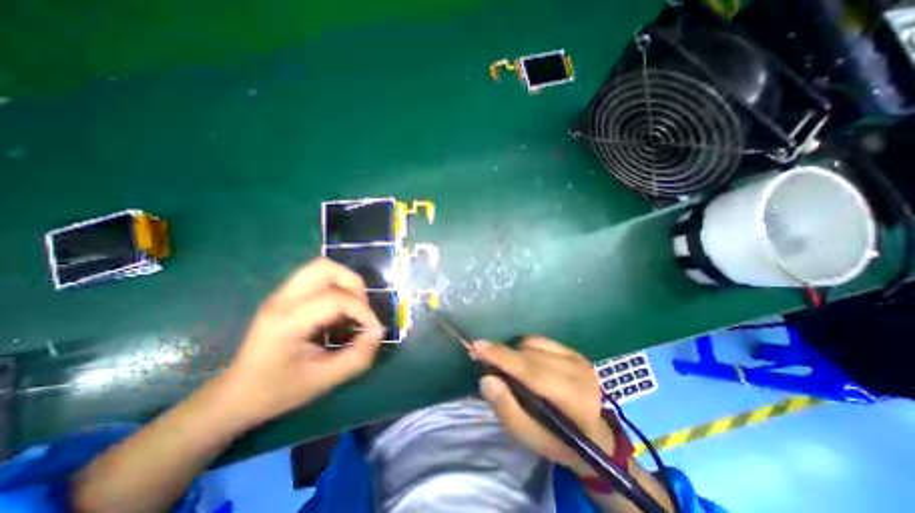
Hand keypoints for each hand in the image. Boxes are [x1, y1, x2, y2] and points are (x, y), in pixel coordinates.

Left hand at [218, 259, 382, 425]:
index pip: (336, 299)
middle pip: (326, 268)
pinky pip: (318, 278)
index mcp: (286, 321)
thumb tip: (378, 332)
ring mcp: (281, 295)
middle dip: (354, 285)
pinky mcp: (285, 296)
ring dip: (345, 283)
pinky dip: (336, 288)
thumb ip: (357, 357)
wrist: (235, 396)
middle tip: (362, 310)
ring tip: (352, 308)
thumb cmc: (277, 391)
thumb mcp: (323, 380)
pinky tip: (338, 313)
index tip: (373, 331)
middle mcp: (281, 300)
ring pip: (322, 268)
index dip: (363, 312)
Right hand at [471, 336, 612, 476]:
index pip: (531, 372)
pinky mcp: (574, 352)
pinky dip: (526, 348)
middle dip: (502, 354)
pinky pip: (540, 340)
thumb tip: (487, 378)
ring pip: (533, 344)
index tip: (476, 345)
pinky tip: (526, 362)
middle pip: (529, 355)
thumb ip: (507, 409)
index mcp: (573, 401)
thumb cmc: (559, 441)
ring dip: (515, 353)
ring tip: (509, 369)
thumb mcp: (530, 438)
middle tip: (481, 357)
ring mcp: (578, 359)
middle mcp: (578, 373)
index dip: (502, 357)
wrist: (596, 435)